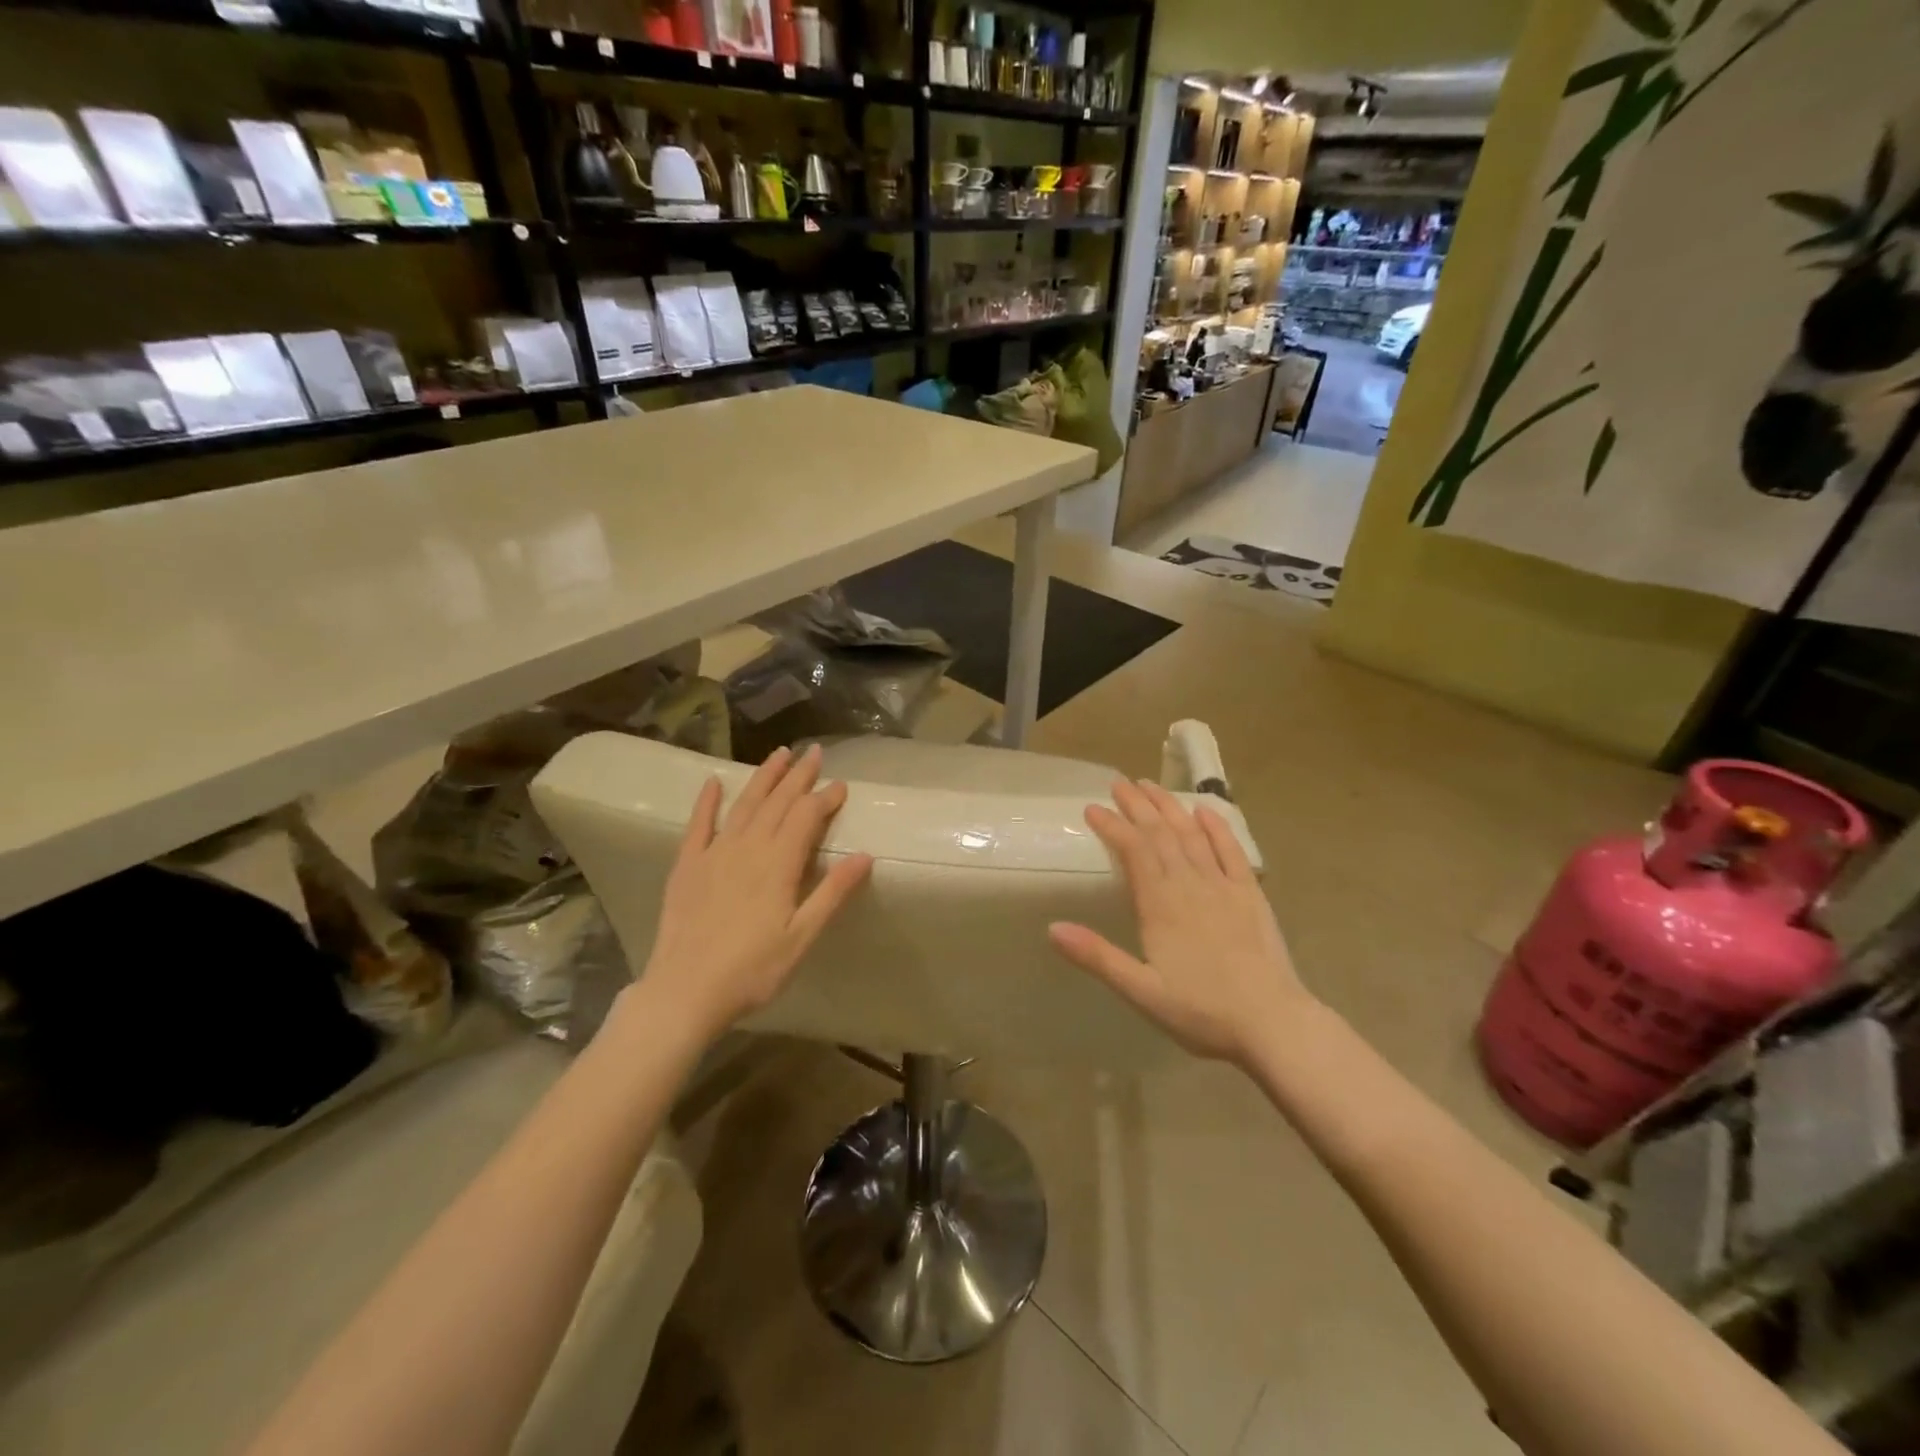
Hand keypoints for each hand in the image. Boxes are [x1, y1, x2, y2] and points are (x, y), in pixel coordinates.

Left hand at [641, 745, 872, 1038]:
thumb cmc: (753, 970)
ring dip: (763, 778)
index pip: (806, 817)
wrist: (685, 991)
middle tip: (814, 753)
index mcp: (778, 864)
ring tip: (779, 754)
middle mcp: (748, 847)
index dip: (825, 797)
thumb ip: (832, 893)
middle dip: (798, 776)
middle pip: (778, 802)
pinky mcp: (687, 866)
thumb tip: (864, 855)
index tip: (841, 784)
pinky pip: (698, 825)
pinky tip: (714, 782)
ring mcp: (714, 853)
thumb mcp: (802, 937)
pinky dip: (707, 801)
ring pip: (744, 805)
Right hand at [1049, 778, 1310, 1066]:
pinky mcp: (1250, 895)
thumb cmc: (1201, 1011)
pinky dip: (1217, 828)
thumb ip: (1098, 957)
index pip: (1133, 850)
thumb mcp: (1141, 991)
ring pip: (1191, 835)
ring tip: (1151, 785)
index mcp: (1161, 905)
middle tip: (1119, 782)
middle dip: (1138, 805)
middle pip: (1161, 834)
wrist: (1273, 1023)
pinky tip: (1205, 811)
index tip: (1092, 807)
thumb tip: (1052, 928)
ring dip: (1170, 807)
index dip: (1112, 825)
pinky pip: (1231, 851)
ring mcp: (1223, 886)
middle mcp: (1190, 885)